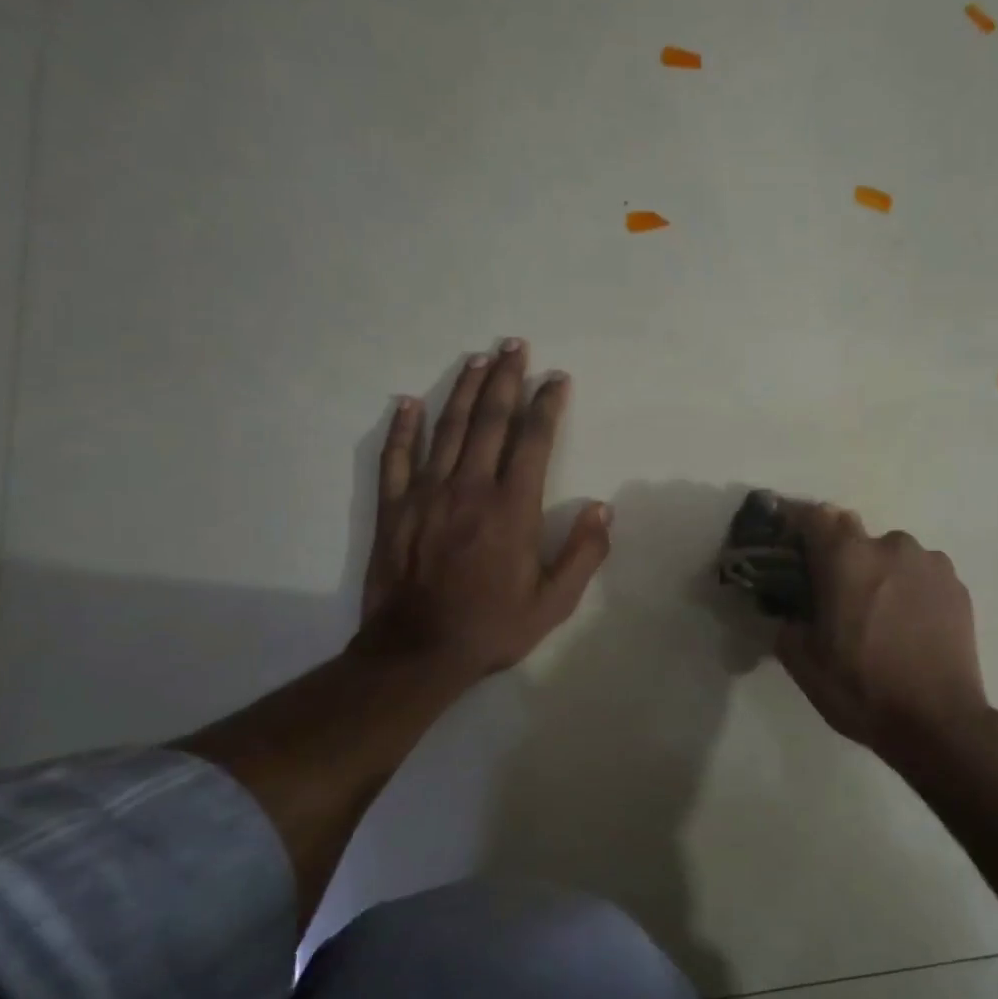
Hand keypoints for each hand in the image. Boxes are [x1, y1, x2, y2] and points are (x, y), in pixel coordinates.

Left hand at [355, 340, 610, 689]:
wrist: (417, 653)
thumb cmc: (492, 627)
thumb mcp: (554, 602)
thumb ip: (584, 554)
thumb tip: (603, 508)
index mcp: (512, 508)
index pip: (533, 441)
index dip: (546, 405)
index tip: (556, 378)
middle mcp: (469, 489)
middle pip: (489, 421)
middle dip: (505, 379)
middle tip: (514, 345)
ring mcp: (426, 495)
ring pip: (446, 429)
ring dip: (463, 390)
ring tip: (477, 359)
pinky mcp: (394, 509)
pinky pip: (396, 458)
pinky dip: (402, 428)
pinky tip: (407, 402)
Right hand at [775, 502, 987, 757]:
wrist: (939, 722)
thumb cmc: (861, 689)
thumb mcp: (803, 663)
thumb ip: (787, 623)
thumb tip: (791, 611)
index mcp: (846, 557)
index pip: (814, 516)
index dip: (798, 527)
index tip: (791, 549)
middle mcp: (890, 545)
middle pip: (854, 534)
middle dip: (840, 556)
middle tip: (836, 593)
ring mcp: (930, 562)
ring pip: (891, 554)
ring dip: (879, 572)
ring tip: (880, 614)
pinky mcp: (957, 585)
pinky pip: (921, 573)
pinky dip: (909, 587)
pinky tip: (909, 624)